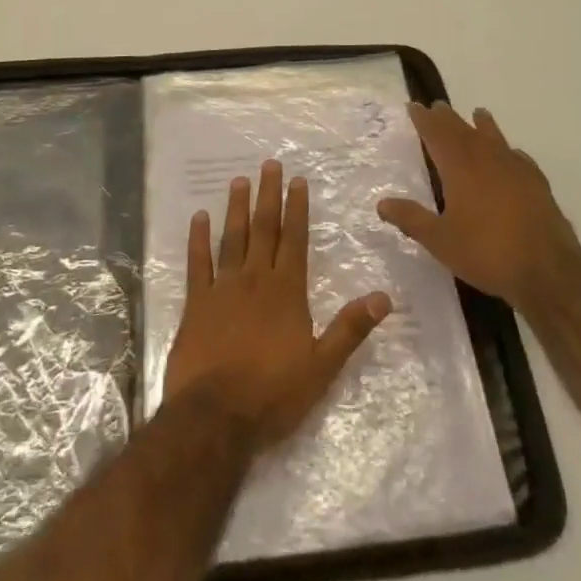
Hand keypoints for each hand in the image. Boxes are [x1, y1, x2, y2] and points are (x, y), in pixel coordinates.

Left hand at [163, 160, 390, 450]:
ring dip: (236, 208)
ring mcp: (223, 288)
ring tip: (238, 180)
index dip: (297, 209)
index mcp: (286, 291)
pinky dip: (198, 239)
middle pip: (263, 229)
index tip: (297, 181)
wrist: (215, 416)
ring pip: (231, 238)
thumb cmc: (273, 394)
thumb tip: (384, 297)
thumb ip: (350, 329)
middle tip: (269, 164)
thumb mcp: (322, 367)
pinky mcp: (196, 303)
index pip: (294, 240)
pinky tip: (199, 217)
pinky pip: (198, 263)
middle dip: (268, 196)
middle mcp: (255, 279)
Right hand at [377, 102, 580, 312]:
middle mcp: (487, 159)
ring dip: (482, 124)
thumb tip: (382, 203)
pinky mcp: (537, 184)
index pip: (436, 134)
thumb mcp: (440, 240)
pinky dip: (509, 151)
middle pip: (463, 130)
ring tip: (477, 113)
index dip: (424, 120)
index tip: (414, 106)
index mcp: (460, 168)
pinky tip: (512, 154)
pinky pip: (519, 157)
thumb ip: (411, 219)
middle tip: (437, 106)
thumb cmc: (486, 253)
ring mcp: (515, 169)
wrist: (547, 270)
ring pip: (494, 138)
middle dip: (448, 118)